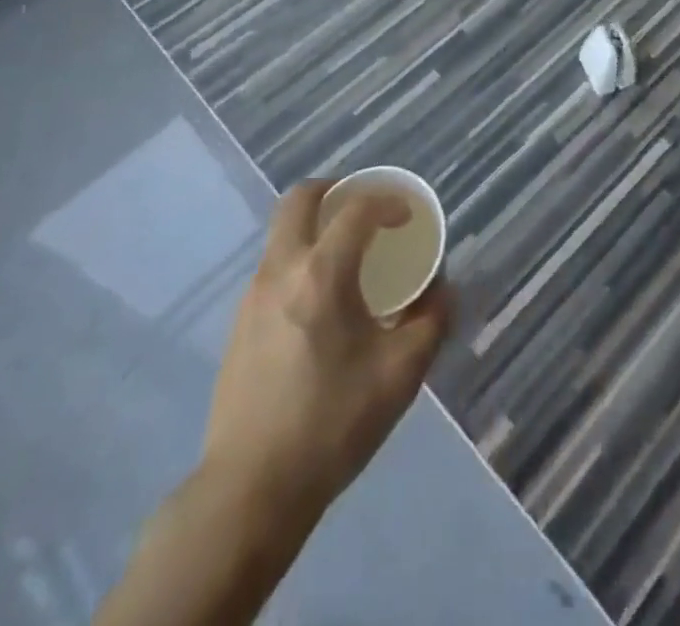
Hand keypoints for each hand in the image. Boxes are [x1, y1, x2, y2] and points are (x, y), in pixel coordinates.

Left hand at [200, 181, 452, 523]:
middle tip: (364, 208)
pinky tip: (321, 303)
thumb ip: (431, 321)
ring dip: (315, 226)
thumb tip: (441, 289)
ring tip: (348, 257)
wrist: (251, 488)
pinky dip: (300, 259)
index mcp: (322, 273)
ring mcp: (253, 294)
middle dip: (335, 190)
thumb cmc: (333, 423)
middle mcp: (281, 269)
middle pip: (299, 199)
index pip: (356, 209)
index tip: (407, 216)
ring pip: (282, 233)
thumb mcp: (401, 374)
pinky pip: (274, 266)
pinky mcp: (239, 323)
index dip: (387, 201)